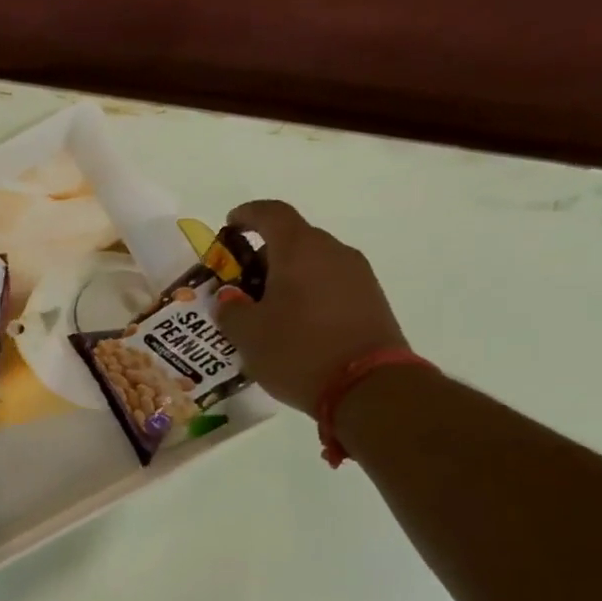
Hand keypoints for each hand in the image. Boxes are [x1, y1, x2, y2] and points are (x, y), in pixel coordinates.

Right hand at [215, 200, 409, 414]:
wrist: (369, 387)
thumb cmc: (298, 351)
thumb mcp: (248, 335)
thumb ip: (231, 310)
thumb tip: (230, 299)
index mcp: (299, 249)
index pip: (271, 213)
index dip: (247, 215)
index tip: (230, 225)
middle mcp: (332, 251)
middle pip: (294, 239)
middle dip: (264, 255)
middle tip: (242, 283)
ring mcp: (358, 275)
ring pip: (314, 263)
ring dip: (288, 277)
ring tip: (267, 310)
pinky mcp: (372, 300)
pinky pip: (331, 284)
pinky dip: (309, 294)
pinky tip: (295, 324)